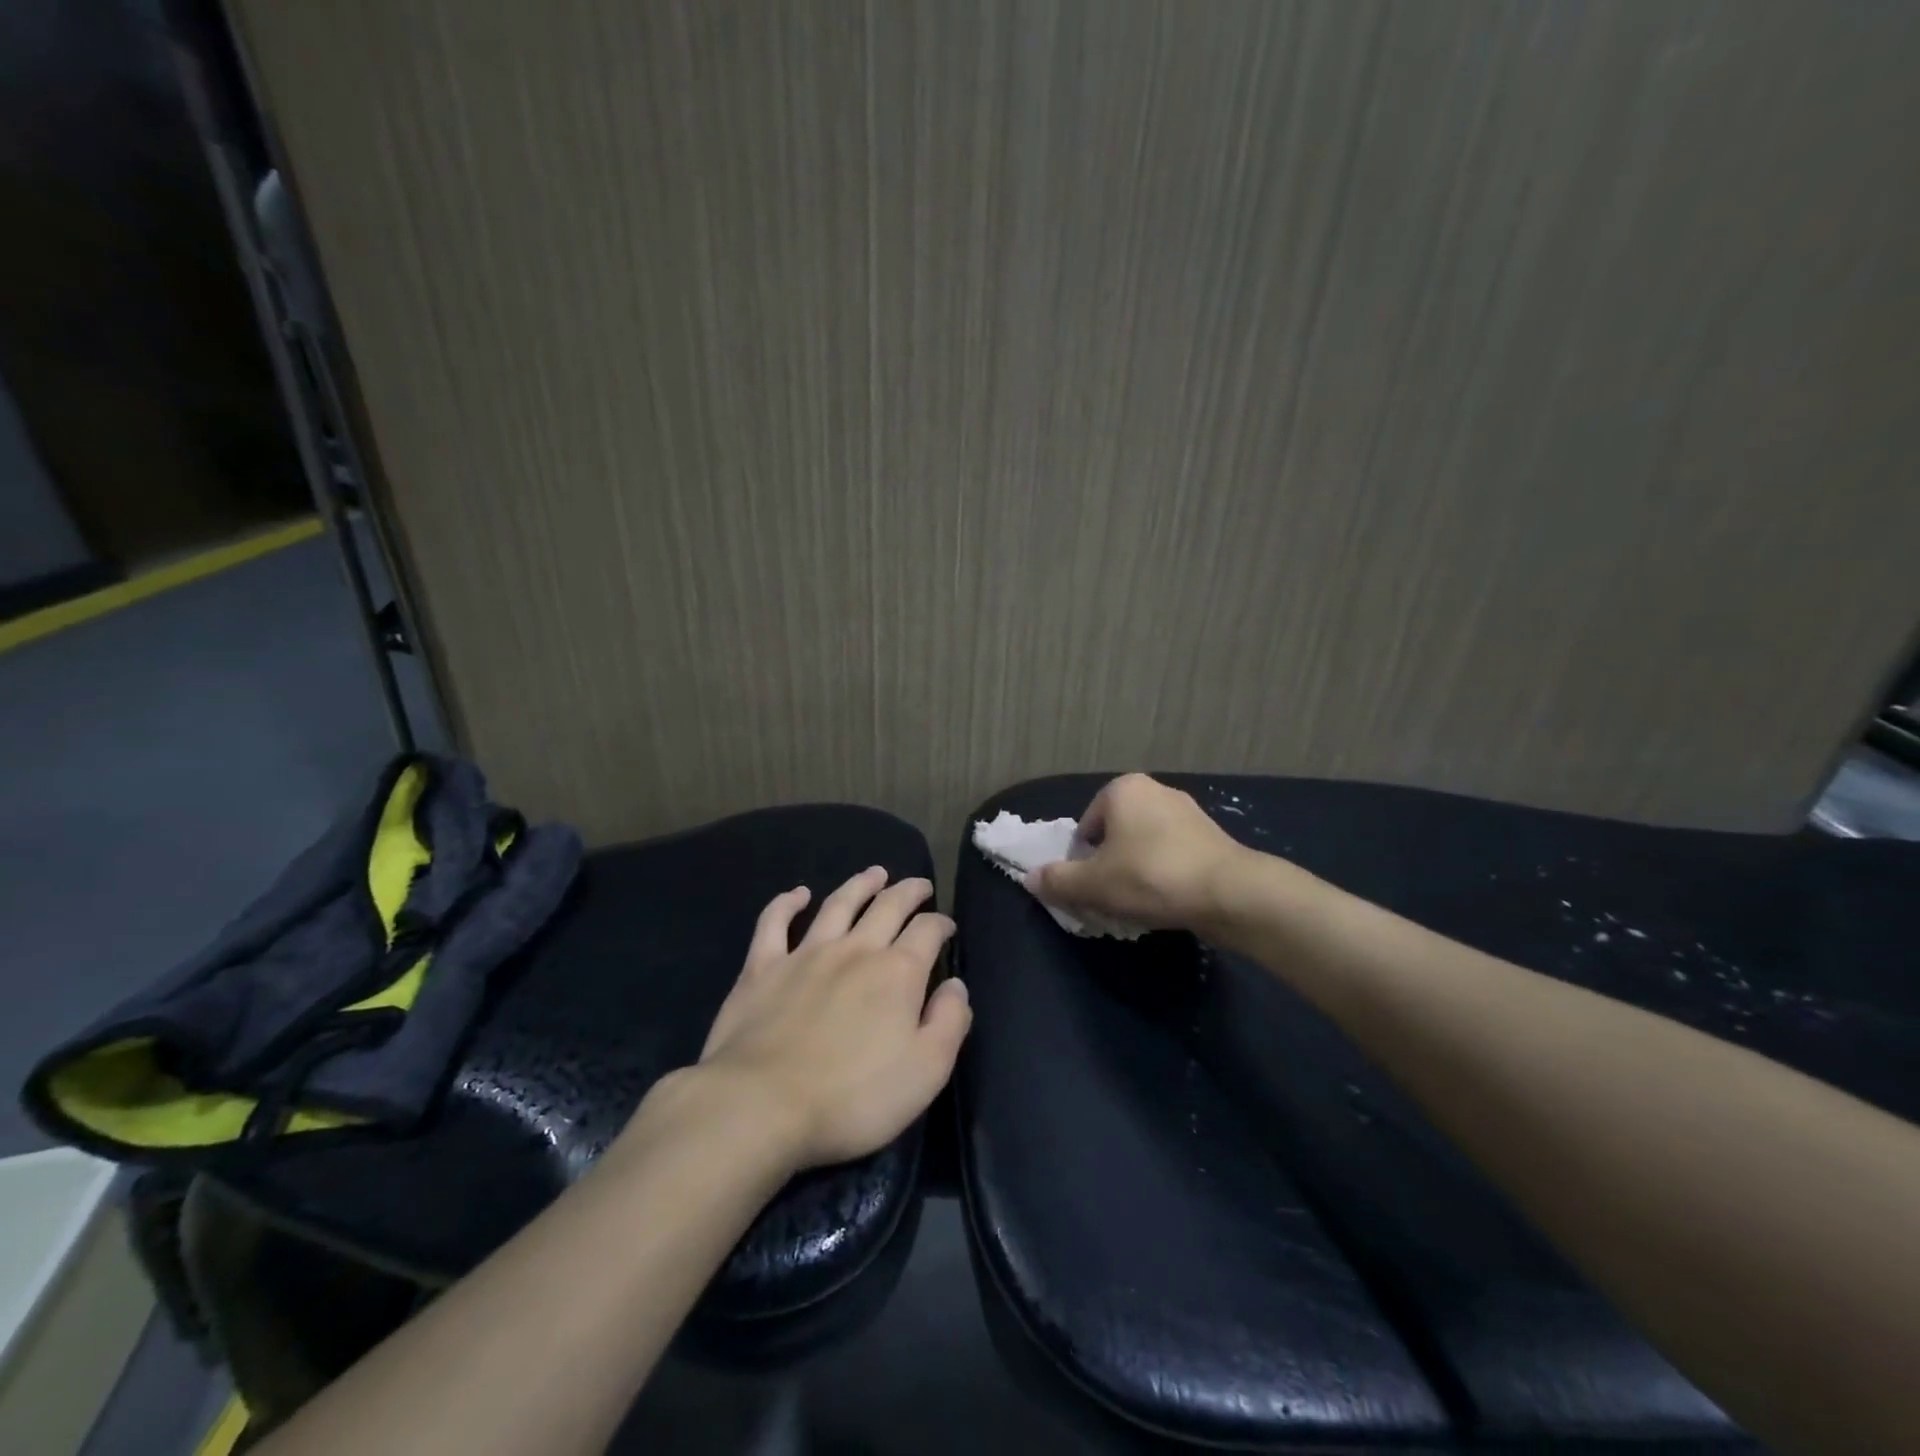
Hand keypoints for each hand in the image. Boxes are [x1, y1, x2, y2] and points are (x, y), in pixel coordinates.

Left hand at [689, 868, 971, 1169]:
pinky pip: (774, 922)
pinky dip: (787, 903)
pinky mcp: (762, 967)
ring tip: (875, 873)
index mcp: (898, 972)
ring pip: (838, 904)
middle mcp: (855, 950)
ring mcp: (806, 953)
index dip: (941, 924)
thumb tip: (955, 985)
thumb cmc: (853, 1097)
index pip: (927, 932)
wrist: (761, 1104)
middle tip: (919, 885)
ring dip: (860, 885)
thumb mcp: (926, 1071)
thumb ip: (949, 1022)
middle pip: (887, 906)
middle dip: (908, 891)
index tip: (947, 927)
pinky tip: (798, 894)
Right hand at [1029, 773, 1248, 930]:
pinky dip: (1164, 875)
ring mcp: (1187, 811)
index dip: (1082, 862)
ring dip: (1136, 873)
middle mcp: (1154, 790)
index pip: (1085, 828)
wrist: (1229, 892)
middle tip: (1112, 899)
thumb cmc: (1151, 876)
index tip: (1092, 889)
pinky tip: (1167, 901)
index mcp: (1122, 790)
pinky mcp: (1211, 836)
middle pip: (1114, 836)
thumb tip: (1030, 878)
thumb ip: (1057, 880)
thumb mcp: (1093, 884)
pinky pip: (1172, 855)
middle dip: (1109, 867)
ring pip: (1143, 847)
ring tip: (1140, 904)